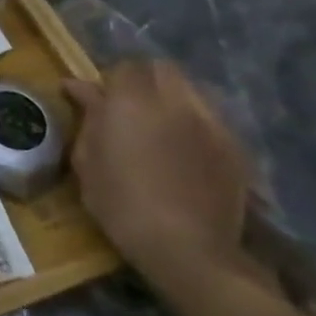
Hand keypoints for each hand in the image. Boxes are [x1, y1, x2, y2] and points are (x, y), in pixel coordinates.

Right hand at [64, 61, 253, 295]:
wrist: (187, 248)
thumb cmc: (120, 203)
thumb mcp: (87, 161)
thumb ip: (88, 118)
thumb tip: (80, 89)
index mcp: (131, 101)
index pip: (122, 67)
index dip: (107, 80)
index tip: (92, 98)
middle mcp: (174, 102)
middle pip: (162, 69)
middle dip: (143, 79)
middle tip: (127, 104)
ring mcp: (210, 123)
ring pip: (191, 90)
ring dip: (171, 97)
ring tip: (159, 123)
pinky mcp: (235, 147)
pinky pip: (211, 118)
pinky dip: (194, 122)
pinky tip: (185, 147)